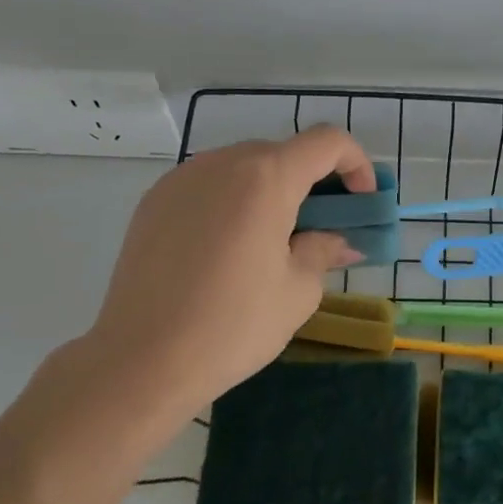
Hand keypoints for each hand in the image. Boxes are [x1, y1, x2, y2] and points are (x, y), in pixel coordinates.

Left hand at [78, 125, 372, 417]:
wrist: (141, 361)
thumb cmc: (233, 325)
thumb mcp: (297, 291)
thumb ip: (324, 251)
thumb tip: (340, 242)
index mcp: (266, 178)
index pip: (327, 142)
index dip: (356, 164)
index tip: (361, 202)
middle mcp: (222, 163)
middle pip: (284, 153)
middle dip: (314, 182)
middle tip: (322, 228)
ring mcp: (182, 179)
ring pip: (244, 167)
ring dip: (273, 190)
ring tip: (273, 241)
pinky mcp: (153, 201)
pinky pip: (209, 185)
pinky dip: (234, 201)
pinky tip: (229, 248)